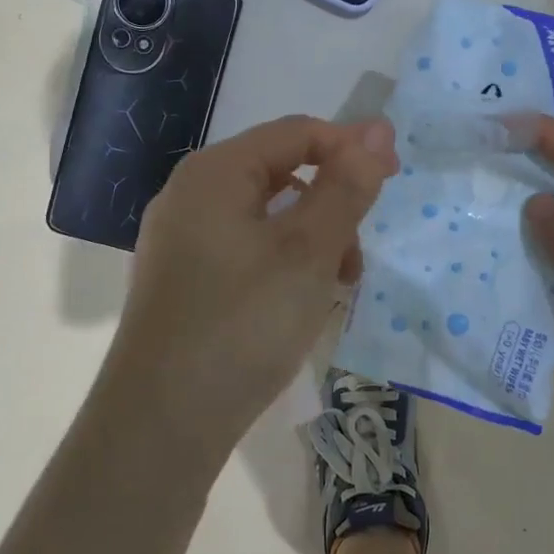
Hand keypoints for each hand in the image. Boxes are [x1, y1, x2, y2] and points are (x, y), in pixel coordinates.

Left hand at [105, 115, 397, 457]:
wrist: (162, 425)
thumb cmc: (244, 323)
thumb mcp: (310, 250)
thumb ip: (347, 185)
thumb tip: (378, 128)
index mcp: (215, 172)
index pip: (297, 132)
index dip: (350, 149)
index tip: (391, 184)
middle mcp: (190, 194)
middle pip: (281, 173)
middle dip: (330, 206)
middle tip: (355, 258)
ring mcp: (180, 239)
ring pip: (266, 216)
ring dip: (311, 240)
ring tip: (333, 289)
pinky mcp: (182, 279)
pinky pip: (245, 249)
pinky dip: (282, 264)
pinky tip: (298, 305)